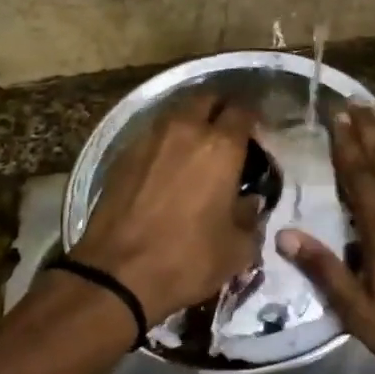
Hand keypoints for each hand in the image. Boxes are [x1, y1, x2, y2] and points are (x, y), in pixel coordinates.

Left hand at [72, 93, 263, 324]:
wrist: (116, 274)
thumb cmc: (187, 259)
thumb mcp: (237, 249)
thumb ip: (250, 218)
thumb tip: (250, 202)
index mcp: (221, 147)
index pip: (243, 110)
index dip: (253, 116)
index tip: (257, 131)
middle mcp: (185, 130)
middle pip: (206, 99)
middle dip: (219, 108)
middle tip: (227, 131)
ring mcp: (149, 139)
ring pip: (176, 113)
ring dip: (190, 121)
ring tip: (197, 146)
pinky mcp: (122, 155)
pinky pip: (152, 134)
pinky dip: (165, 141)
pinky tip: (168, 164)